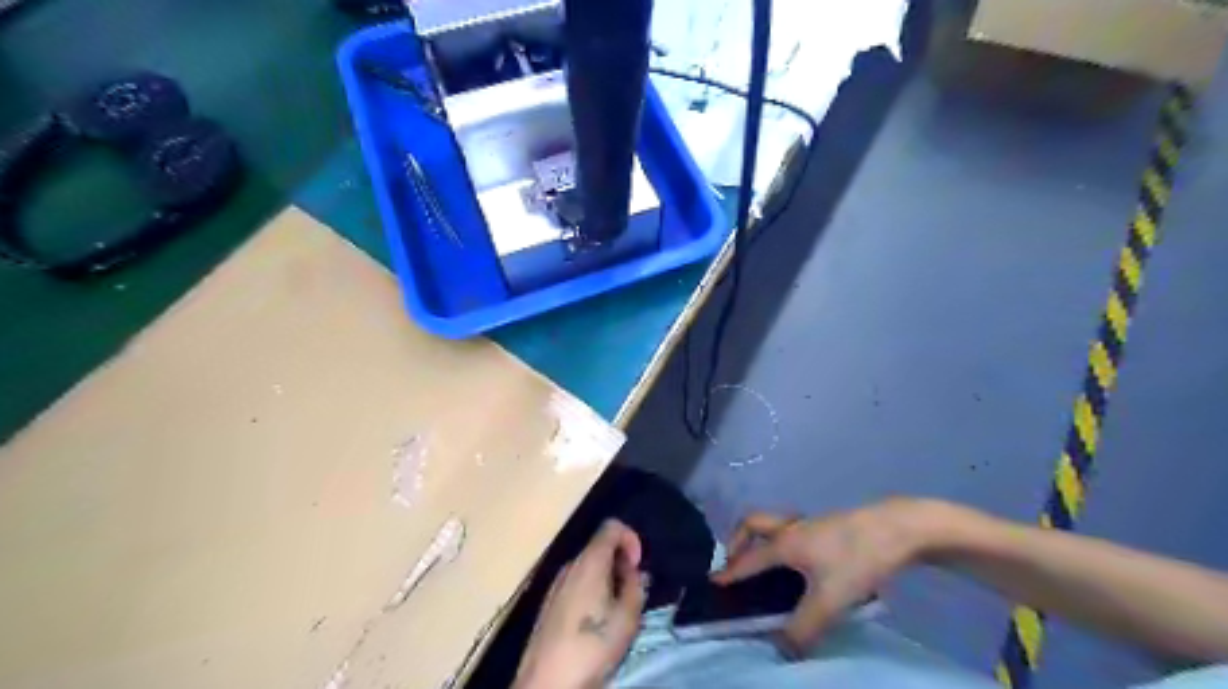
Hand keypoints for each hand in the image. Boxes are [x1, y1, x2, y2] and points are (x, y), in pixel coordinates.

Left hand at [513, 518, 647, 688]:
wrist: (547, 681)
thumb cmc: (592, 645)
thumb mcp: (627, 618)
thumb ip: (635, 587)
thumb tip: (635, 572)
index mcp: (590, 561)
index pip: (612, 526)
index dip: (631, 538)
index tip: (638, 566)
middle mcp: (570, 565)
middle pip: (599, 547)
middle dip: (620, 563)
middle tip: (632, 592)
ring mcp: (556, 584)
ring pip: (587, 568)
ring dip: (606, 579)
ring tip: (616, 611)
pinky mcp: (549, 604)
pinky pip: (576, 584)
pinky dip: (591, 591)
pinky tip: (594, 622)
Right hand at [715, 498, 936, 652]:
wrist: (898, 528)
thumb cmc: (858, 559)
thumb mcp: (831, 600)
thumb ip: (804, 627)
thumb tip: (783, 648)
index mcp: (785, 543)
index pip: (748, 559)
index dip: (730, 572)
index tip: (713, 581)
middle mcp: (791, 528)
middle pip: (753, 523)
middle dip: (738, 540)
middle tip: (736, 560)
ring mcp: (811, 523)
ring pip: (774, 523)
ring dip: (762, 538)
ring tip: (767, 562)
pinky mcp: (829, 525)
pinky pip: (794, 529)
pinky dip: (785, 540)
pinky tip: (805, 563)